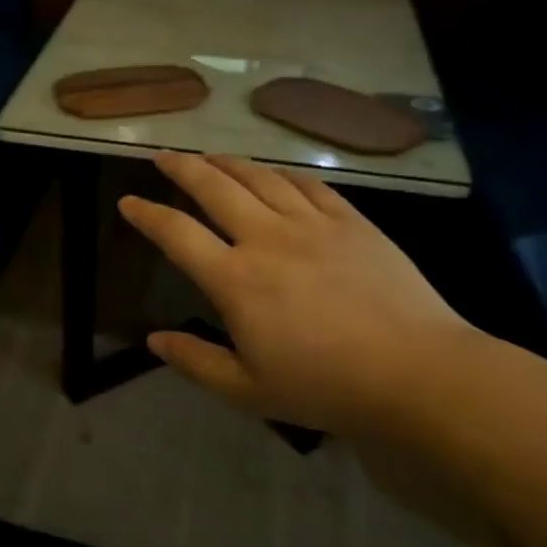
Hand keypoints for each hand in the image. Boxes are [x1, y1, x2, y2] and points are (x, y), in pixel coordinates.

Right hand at [119, 153, 478, 434]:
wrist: (419, 374)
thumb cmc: (327, 387)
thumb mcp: (248, 390)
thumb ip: (196, 362)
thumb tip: (154, 340)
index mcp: (235, 280)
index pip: (176, 234)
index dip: (146, 215)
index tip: (127, 201)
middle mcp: (265, 239)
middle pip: (213, 188)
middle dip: (181, 168)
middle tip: (163, 156)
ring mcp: (311, 224)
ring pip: (258, 177)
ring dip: (226, 162)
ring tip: (209, 155)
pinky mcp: (350, 221)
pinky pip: (307, 184)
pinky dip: (280, 173)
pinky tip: (272, 172)